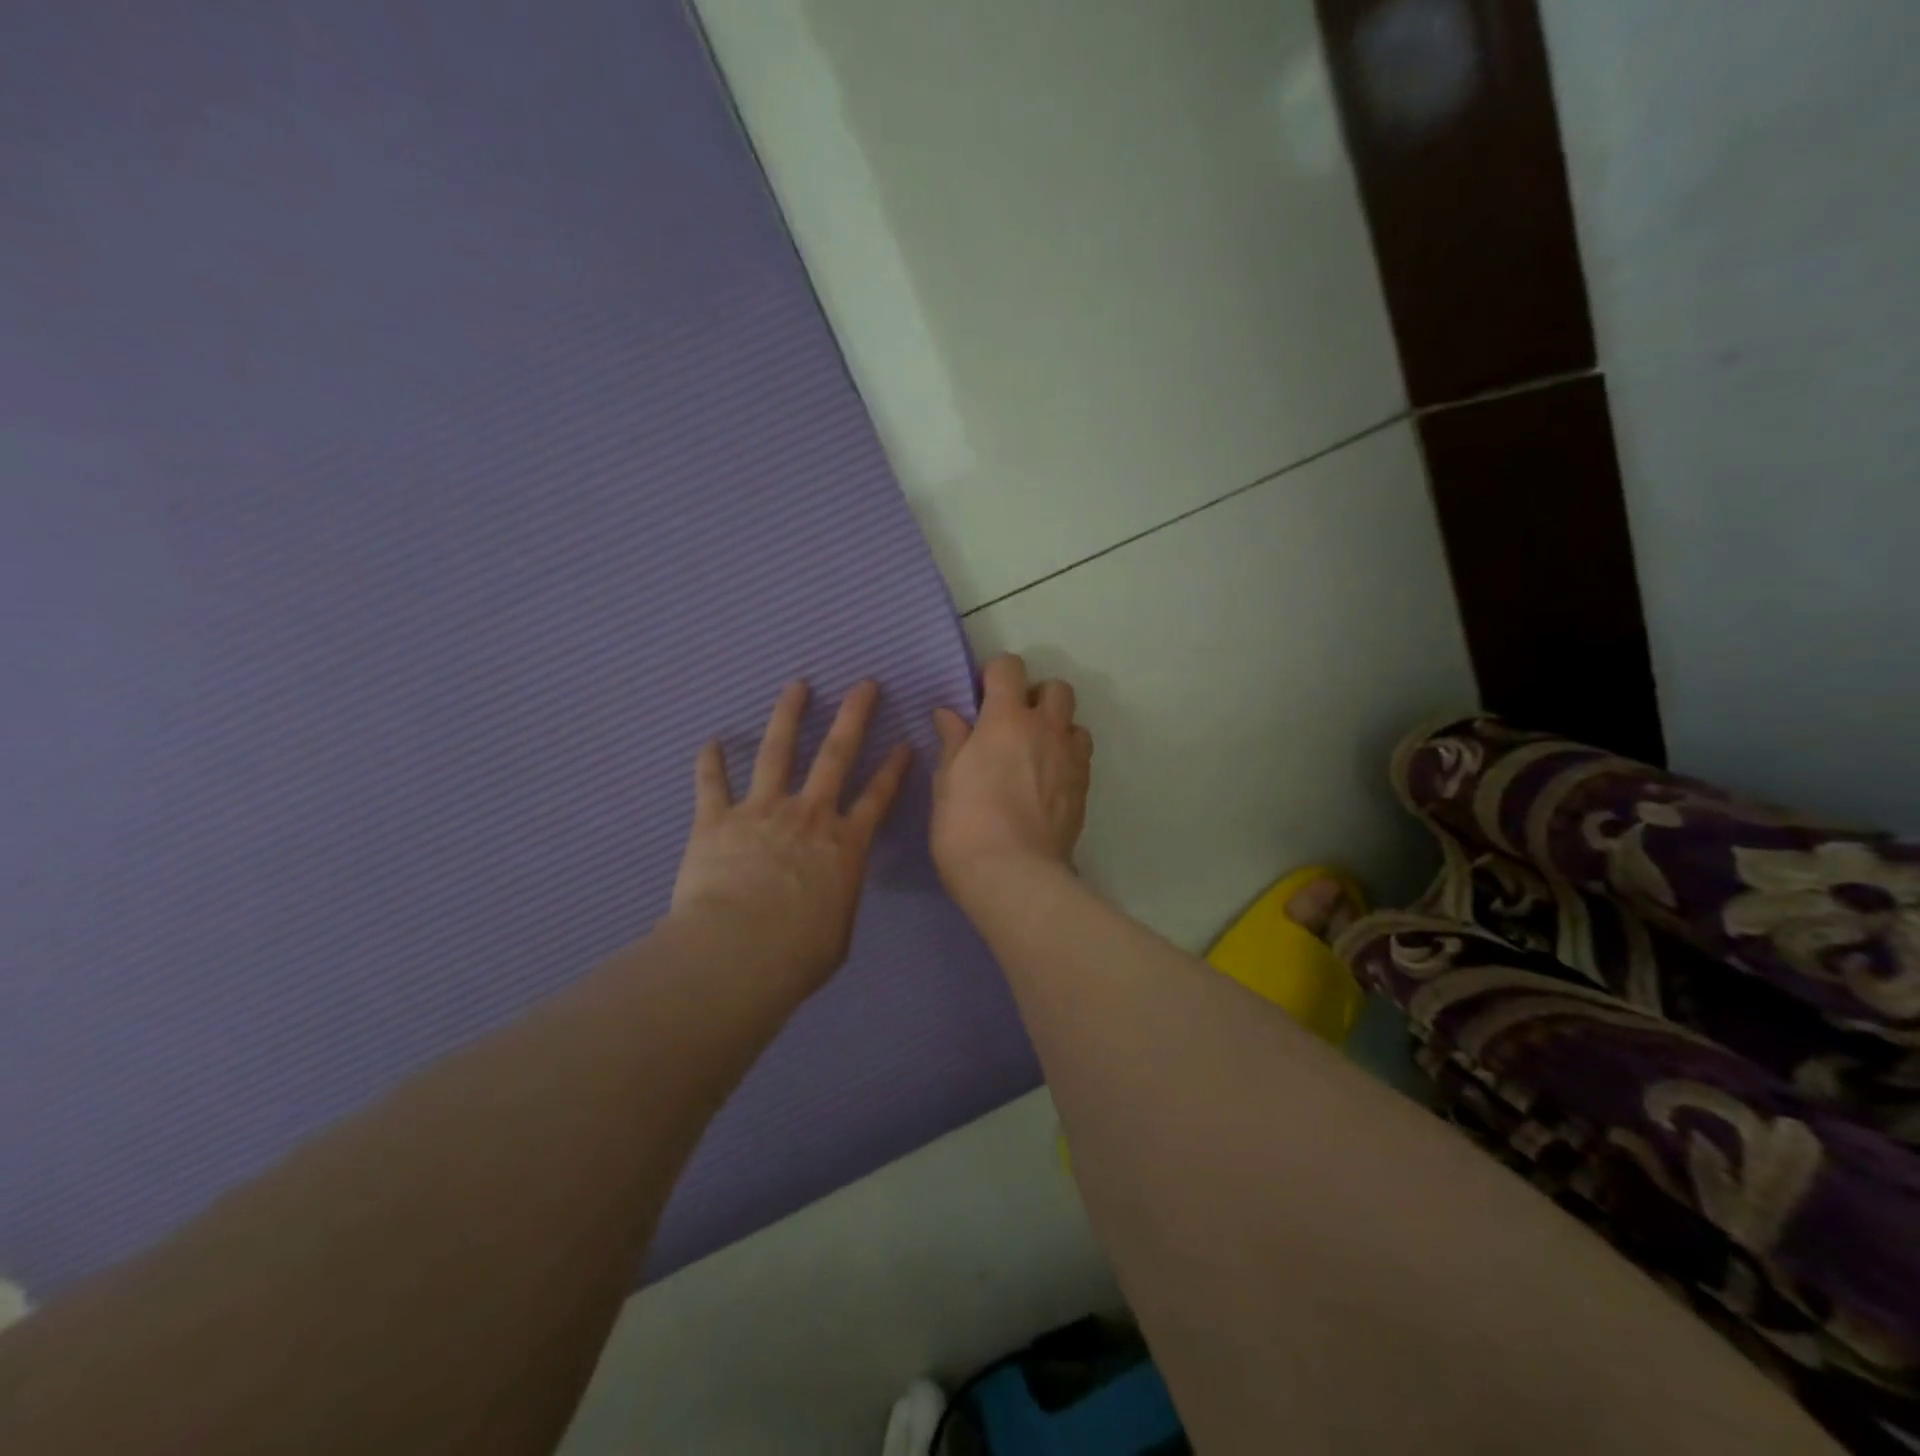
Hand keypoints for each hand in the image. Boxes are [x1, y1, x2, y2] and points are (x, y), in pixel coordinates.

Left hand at [671, 680, 911, 994]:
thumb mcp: (837, 932)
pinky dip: (710, 761)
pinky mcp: (717, 819)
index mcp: (845, 844)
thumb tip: (829, 895)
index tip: (905, 742)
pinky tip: (711, 740)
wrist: (736, 954)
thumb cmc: (797, 954)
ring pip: (778, 751)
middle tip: (864, 684)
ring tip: (797, 685)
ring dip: (788, 715)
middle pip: (836, 754)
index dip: (894, 769)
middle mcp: (809, 815)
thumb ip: (837, 899)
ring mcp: (762, 810)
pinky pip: (712, 782)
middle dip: (854, 716)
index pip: (877, 797)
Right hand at [930, 654, 1092, 902]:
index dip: (995, 674)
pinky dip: (1066, 756)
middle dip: (1035, 696)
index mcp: (1006, 719)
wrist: (1014, 875)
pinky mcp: (1084, 788)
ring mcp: (1071, 758)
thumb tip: (949, 714)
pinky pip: (1081, 755)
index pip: (1010, 667)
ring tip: (1034, 753)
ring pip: (1074, 721)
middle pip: (1056, 687)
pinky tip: (1046, 781)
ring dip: (1056, 727)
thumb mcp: (946, 780)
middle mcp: (1046, 729)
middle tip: (1012, 723)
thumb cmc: (965, 825)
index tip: (981, 697)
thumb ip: (953, 741)